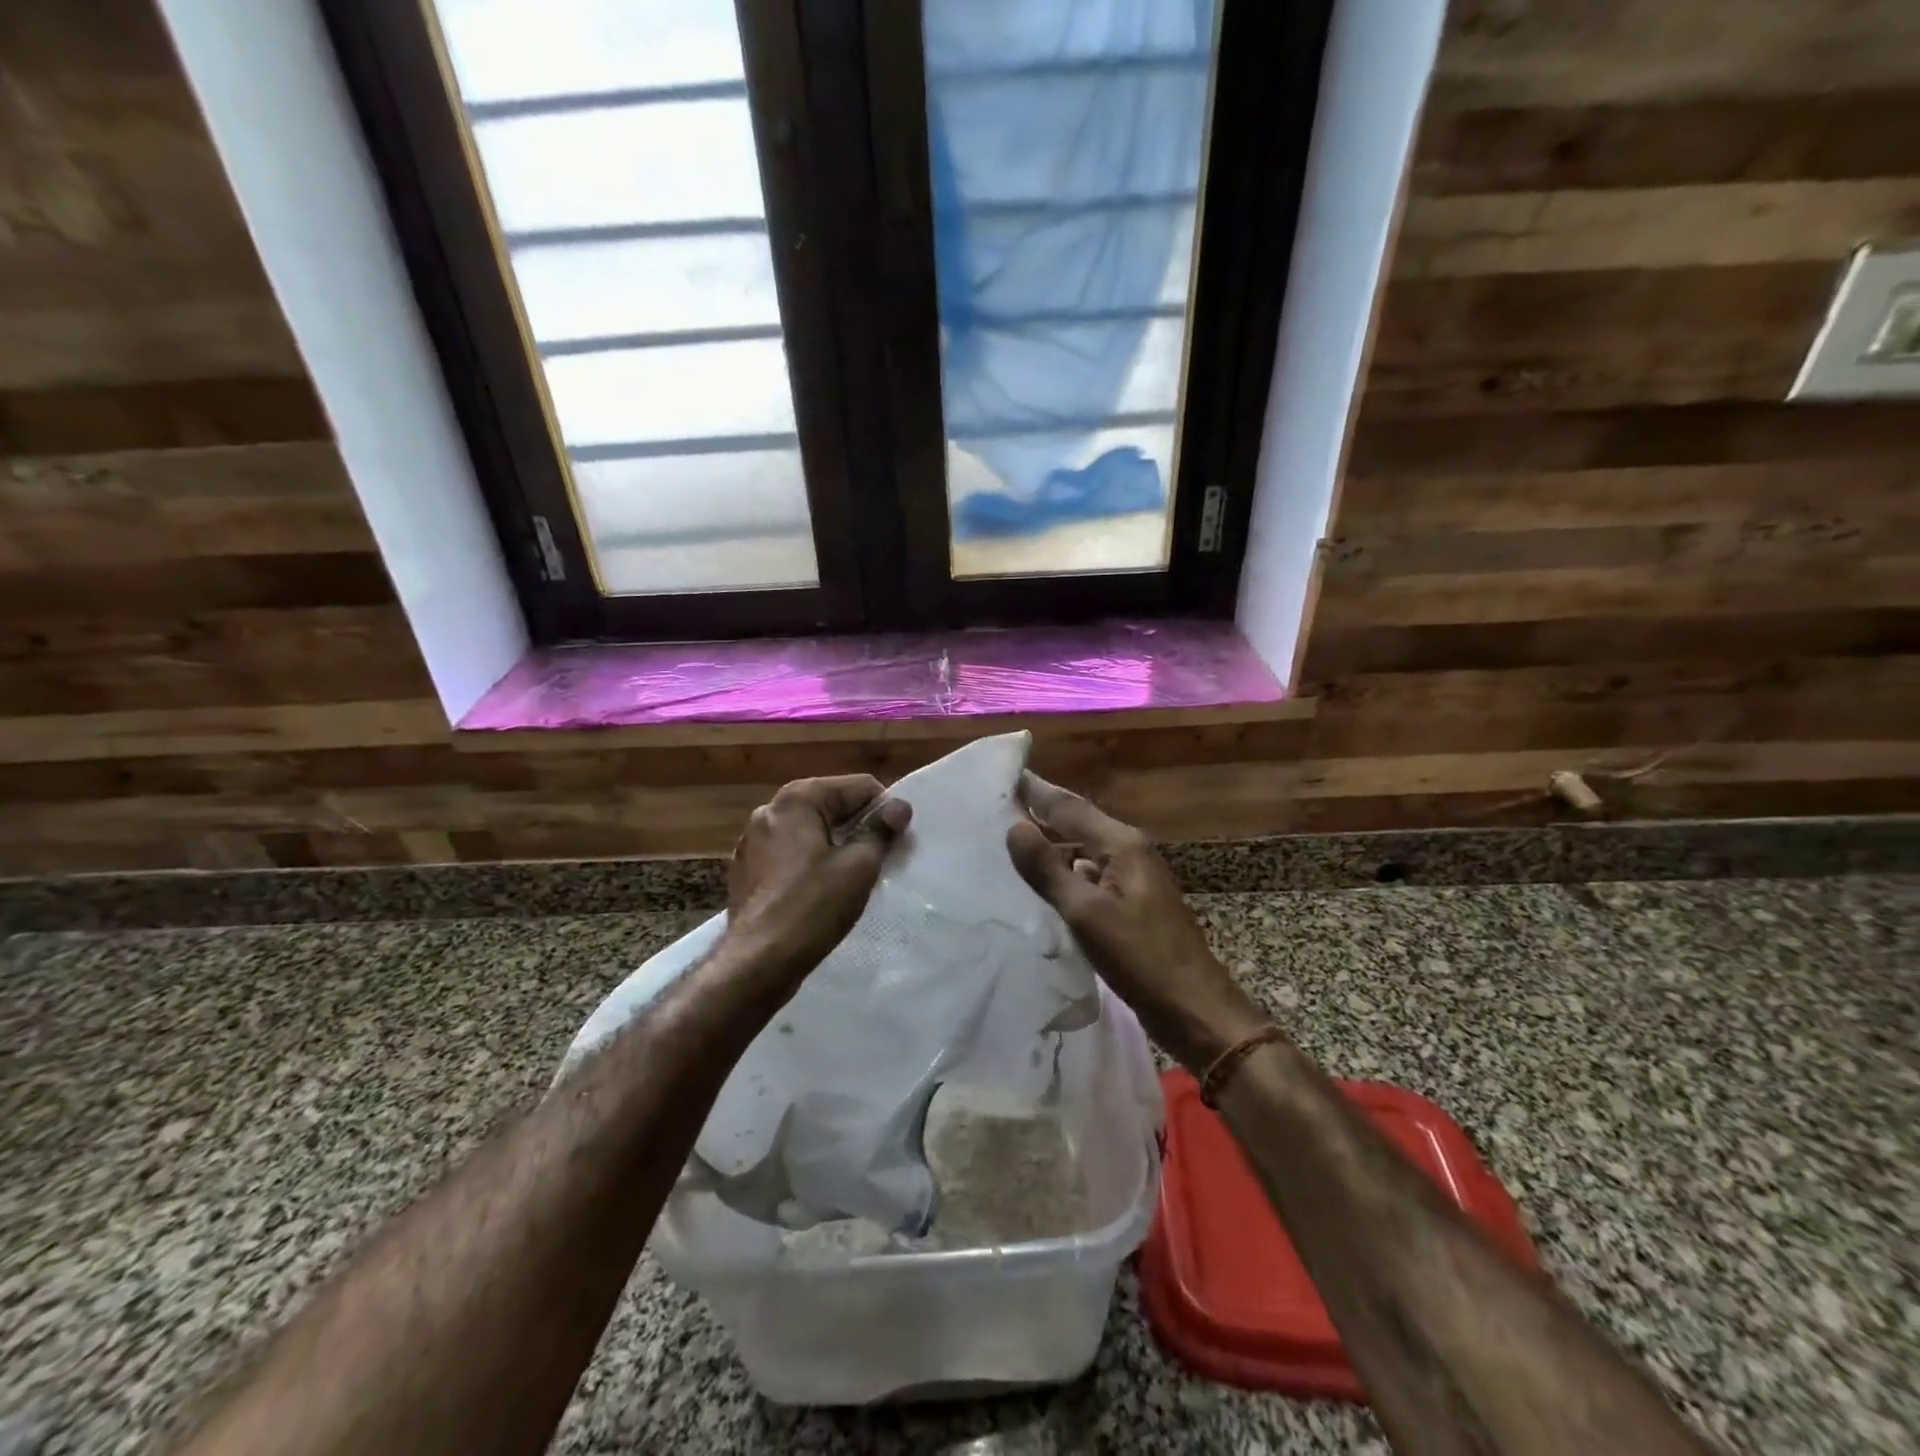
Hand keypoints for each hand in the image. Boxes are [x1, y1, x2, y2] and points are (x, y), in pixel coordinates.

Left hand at [725, 775, 911, 988]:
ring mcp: (752, 840)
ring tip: (851, 877)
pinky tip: (818, 891)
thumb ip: (881, 830)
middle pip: (830, 805)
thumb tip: (899, 806)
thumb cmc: (813, 907)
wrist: (758, 962)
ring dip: (833, 845)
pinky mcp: (745, 869)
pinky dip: (808, 863)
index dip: (884, 810)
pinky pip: (788, 854)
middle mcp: (769, 809)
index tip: (897, 841)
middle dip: (858, 827)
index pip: (858, 786)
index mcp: (797, 799)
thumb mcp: (859, 866)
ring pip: (808, 831)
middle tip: (880, 859)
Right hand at [1006, 773, 1268, 1071]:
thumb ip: (1048, 869)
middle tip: (1001, 803)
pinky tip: (1043, 884)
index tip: (1005, 774)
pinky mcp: (1132, 905)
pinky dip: (1065, 872)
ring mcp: (1133, 879)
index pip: (1069, 806)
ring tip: (1012, 840)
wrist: (1193, 1008)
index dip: (1036, 790)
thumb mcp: (1086, 912)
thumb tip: (1014, 826)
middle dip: (1042, 812)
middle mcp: (1130, 852)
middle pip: (1078, 822)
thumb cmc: (1139, 957)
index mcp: (1122, 844)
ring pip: (1083, 850)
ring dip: (1051, 843)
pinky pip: (1090, 876)